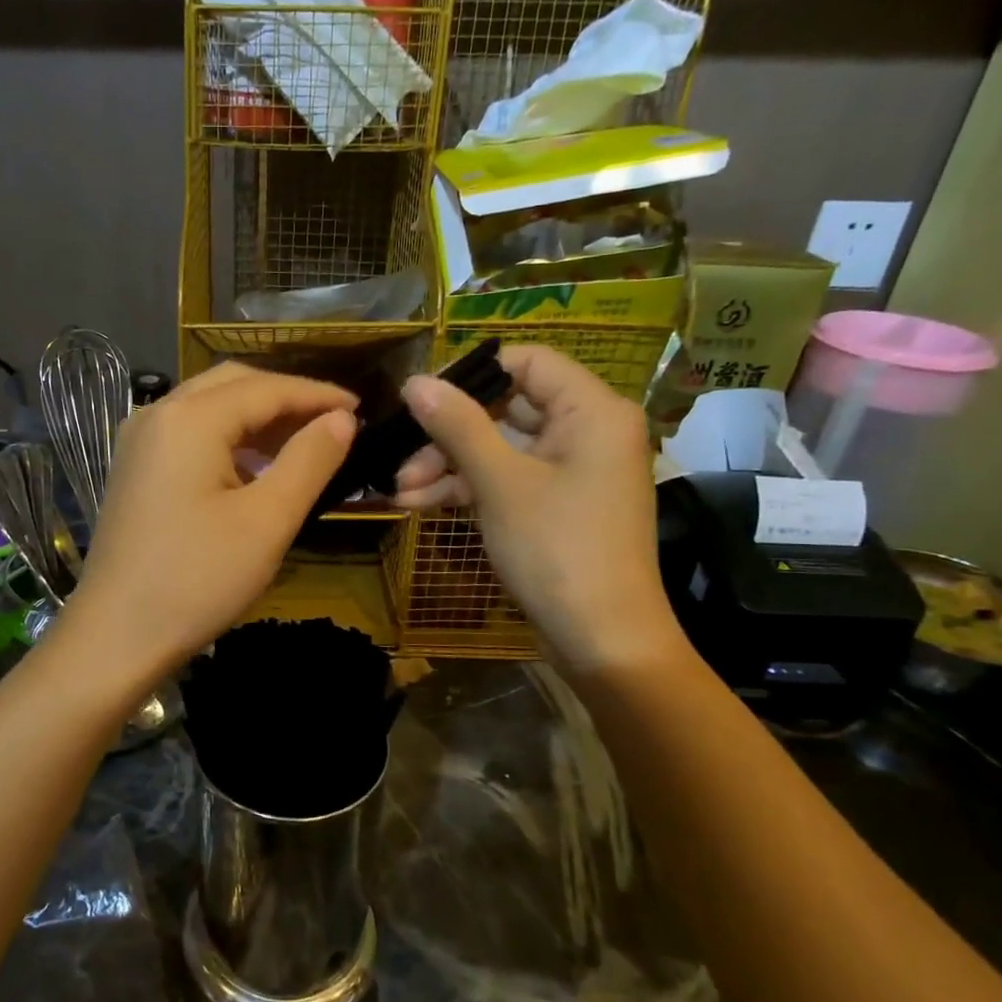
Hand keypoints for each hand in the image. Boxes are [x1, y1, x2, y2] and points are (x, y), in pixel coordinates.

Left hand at [60, 362, 356, 680]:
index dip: (317, 395)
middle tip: (333, 423)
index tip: (361, 409)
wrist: (116, 635)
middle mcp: (157, 413)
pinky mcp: (134, 468)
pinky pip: (190, 433)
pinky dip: (229, 438)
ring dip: (257, 417)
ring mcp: (139, 440)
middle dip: (286, 398)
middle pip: (233, 384)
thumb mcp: (267, 521)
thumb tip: (341, 420)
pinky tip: (255, 467)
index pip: (266, 388)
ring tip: (303, 443)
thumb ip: (310, 461)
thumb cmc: (197, 580)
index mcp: (189, 418)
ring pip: (209, 406)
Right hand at [393, 345, 680, 672]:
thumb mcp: (500, 483)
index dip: (469, 374)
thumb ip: (458, 426)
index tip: (419, 397)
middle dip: (447, 433)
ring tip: (398, 490)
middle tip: (400, 456)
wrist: (602, 640)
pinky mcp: (555, 504)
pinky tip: (418, 503)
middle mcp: (586, 431)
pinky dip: (467, 488)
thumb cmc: (557, 550)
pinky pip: (507, 479)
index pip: (526, 361)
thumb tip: (414, 381)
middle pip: (506, 408)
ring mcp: (571, 470)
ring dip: (448, 465)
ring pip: (499, 448)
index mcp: (591, 411)